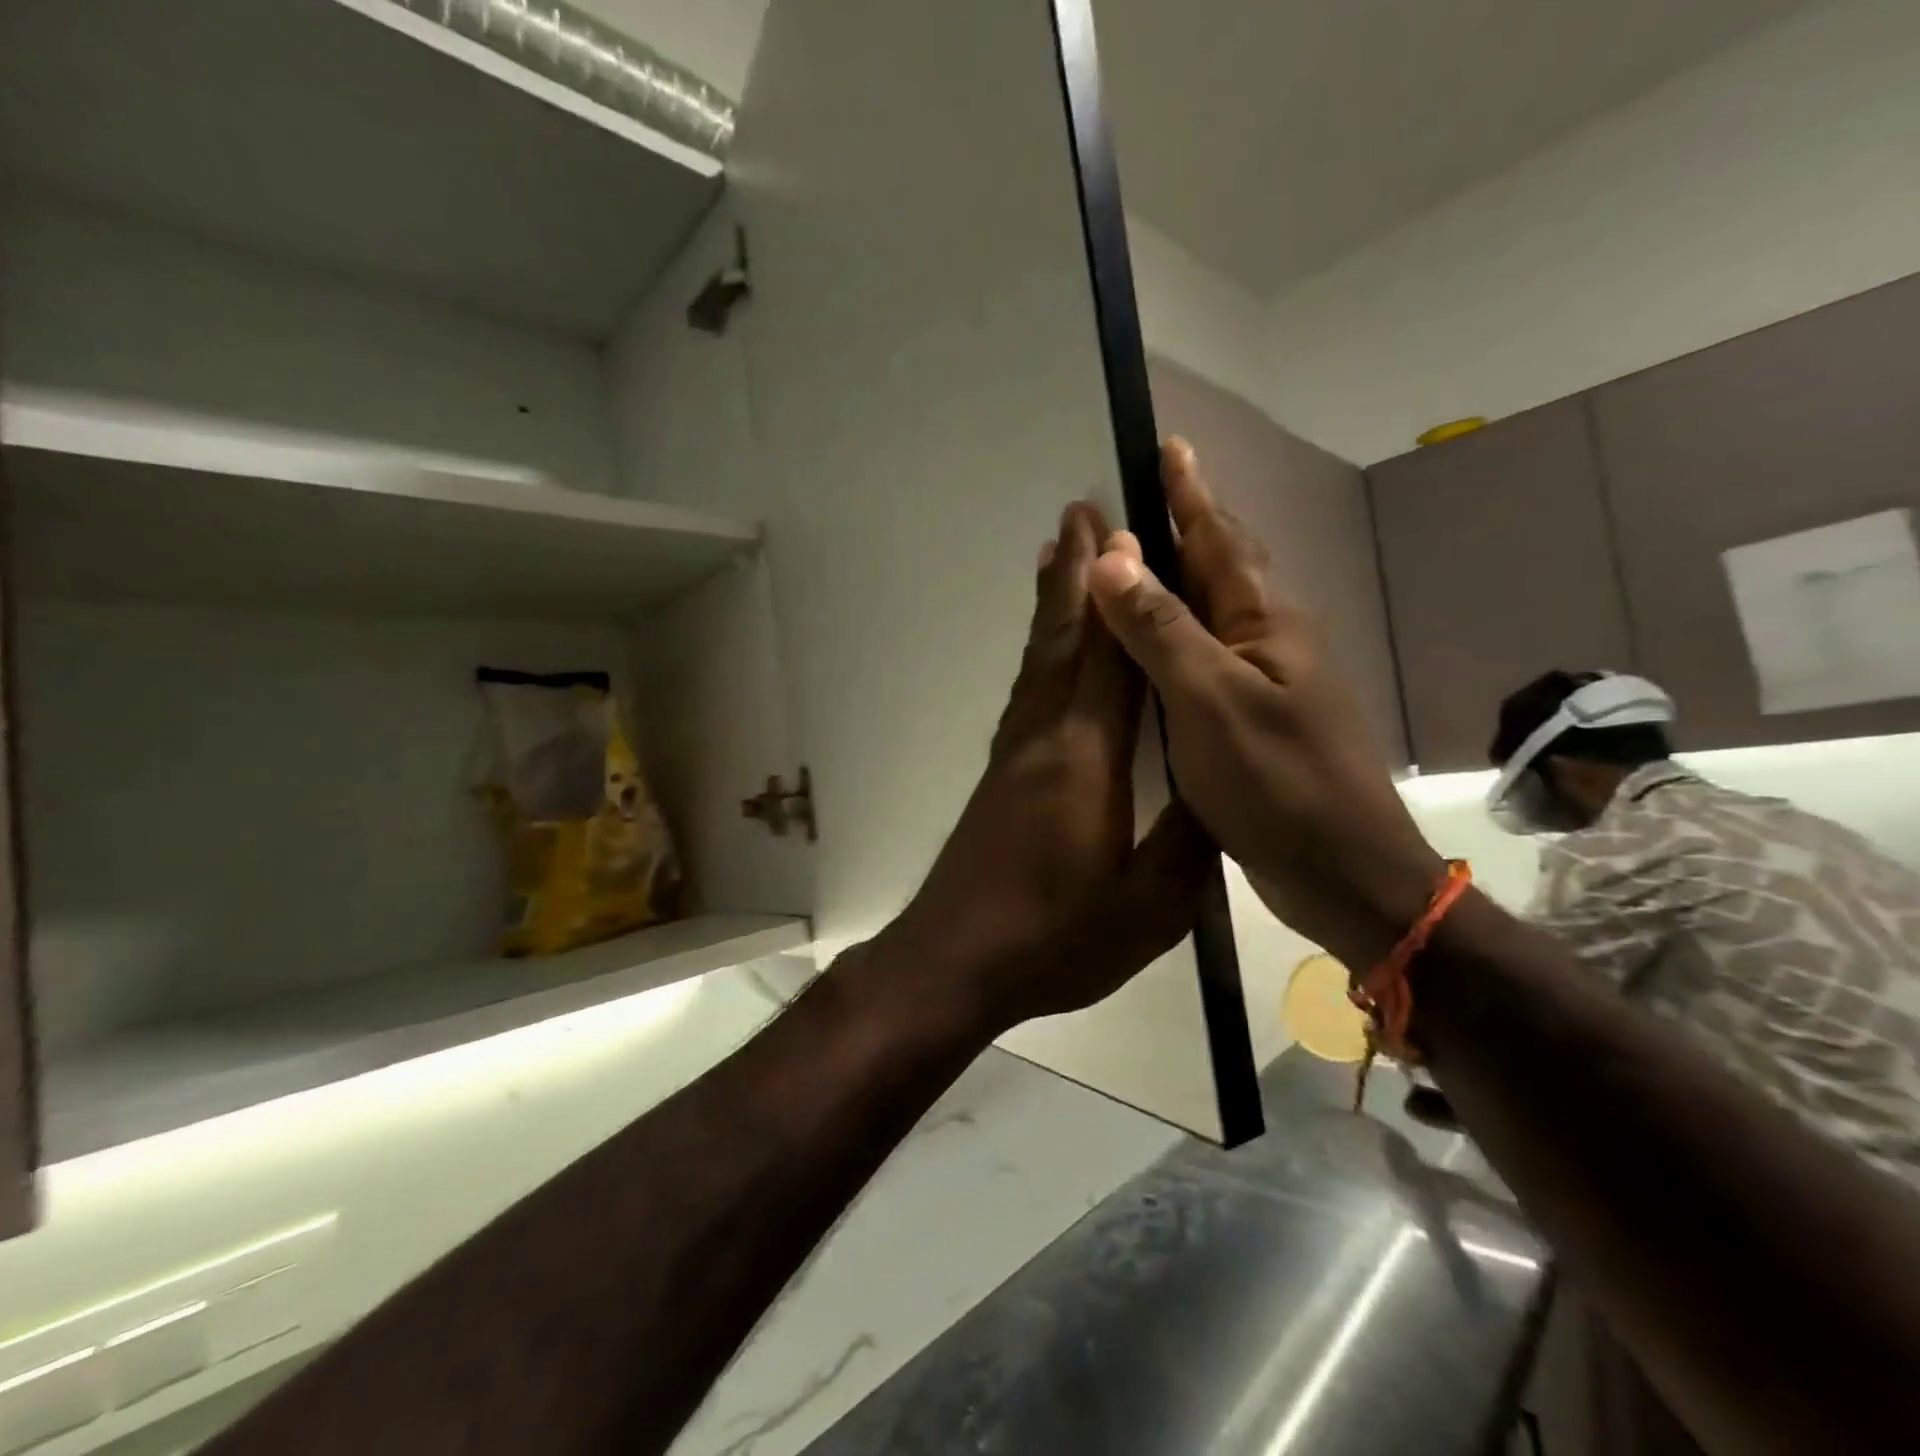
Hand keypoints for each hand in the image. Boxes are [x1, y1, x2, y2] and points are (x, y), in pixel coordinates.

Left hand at [877, 501, 1214, 1035]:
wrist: (955, 961)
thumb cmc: (1055, 938)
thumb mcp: (1148, 907)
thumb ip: (1189, 839)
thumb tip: (1222, 783)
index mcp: (1086, 758)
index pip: (1110, 656)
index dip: (1120, 592)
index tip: (1124, 531)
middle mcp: (1044, 738)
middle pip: (1062, 639)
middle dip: (1074, 574)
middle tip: (1080, 512)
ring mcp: (1014, 754)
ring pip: (1037, 659)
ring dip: (1050, 603)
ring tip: (1055, 555)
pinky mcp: (1000, 775)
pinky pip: (1025, 690)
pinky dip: (1037, 651)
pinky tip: (1043, 651)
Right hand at [1087, 440, 1445, 970]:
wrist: (1345, 873)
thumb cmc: (1279, 784)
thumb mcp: (1211, 701)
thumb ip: (1161, 629)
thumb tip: (1112, 556)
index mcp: (1264, 623)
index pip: (1219, 538)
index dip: (1190, 493)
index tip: (1169, 445)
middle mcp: (1269, 641)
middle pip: (1221, 567)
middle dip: (1181, 527)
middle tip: (1137, 500)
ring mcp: (1266, 683)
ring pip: (1213, 615)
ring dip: (1174, 583)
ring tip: (1134, 565)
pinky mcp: (1255, 721)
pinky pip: (1207, 659)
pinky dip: (1174, 639)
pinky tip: (1153, 651)